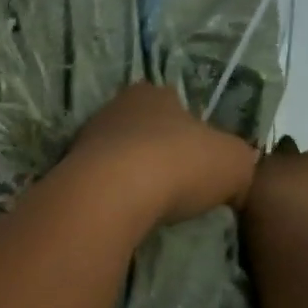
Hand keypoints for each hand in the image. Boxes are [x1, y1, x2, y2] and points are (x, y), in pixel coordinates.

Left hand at [62, 82, 258, 227]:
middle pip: (143, 130)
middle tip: (176, 185)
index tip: (199, 161)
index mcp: (154, 93)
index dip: (191, 132)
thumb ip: (240, 162)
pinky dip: (112, 196)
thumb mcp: (236, 162)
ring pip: (117, 156)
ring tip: (150, 206)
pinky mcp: (68, 172)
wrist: (114, 193)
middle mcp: (116, 107)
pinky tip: (125, 214)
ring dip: (131, 177)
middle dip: (157, 153)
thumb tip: (237, 175)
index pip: (175, 105)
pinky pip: (99, 184)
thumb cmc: (180, 164)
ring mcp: (87, 139)